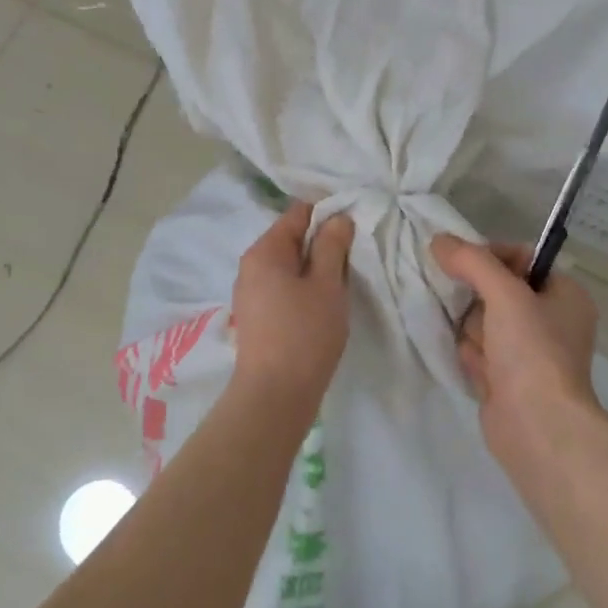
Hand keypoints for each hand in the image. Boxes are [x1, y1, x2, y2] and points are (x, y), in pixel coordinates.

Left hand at [229, 200, 354, 408]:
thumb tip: (337, 217)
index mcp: (264, 251)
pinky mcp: (258, 316)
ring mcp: (251, 292)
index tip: (356, 227)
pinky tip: (324, 305)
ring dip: (316, 269)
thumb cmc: (305, 334)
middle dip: (323, 244)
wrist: (275, 394)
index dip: (328, 214)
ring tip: (343, 283)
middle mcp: (251, 266)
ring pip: (290, 266)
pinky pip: (284, 288)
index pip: (298, 213)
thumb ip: (332, 246)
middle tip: (355, 258)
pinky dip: (305, 289)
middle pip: (292, 239)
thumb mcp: (327, 285)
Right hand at [430, 235, 600, 460]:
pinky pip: (478, 352)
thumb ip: (472, 261)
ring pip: (482, 322)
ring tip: (482, 351)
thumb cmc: (532, 351)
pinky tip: (478, 370)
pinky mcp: (507, 379)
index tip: (463, 264)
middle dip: (478, 303)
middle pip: (496, 291)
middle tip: (479, 316)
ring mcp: (528, 353)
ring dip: (473, 333)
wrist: (537, 426)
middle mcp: (551, 321)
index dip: (490, 258)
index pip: (521, 259)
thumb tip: (439, 240)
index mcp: (565, 295)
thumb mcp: (504, 294)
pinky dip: (473, 357)